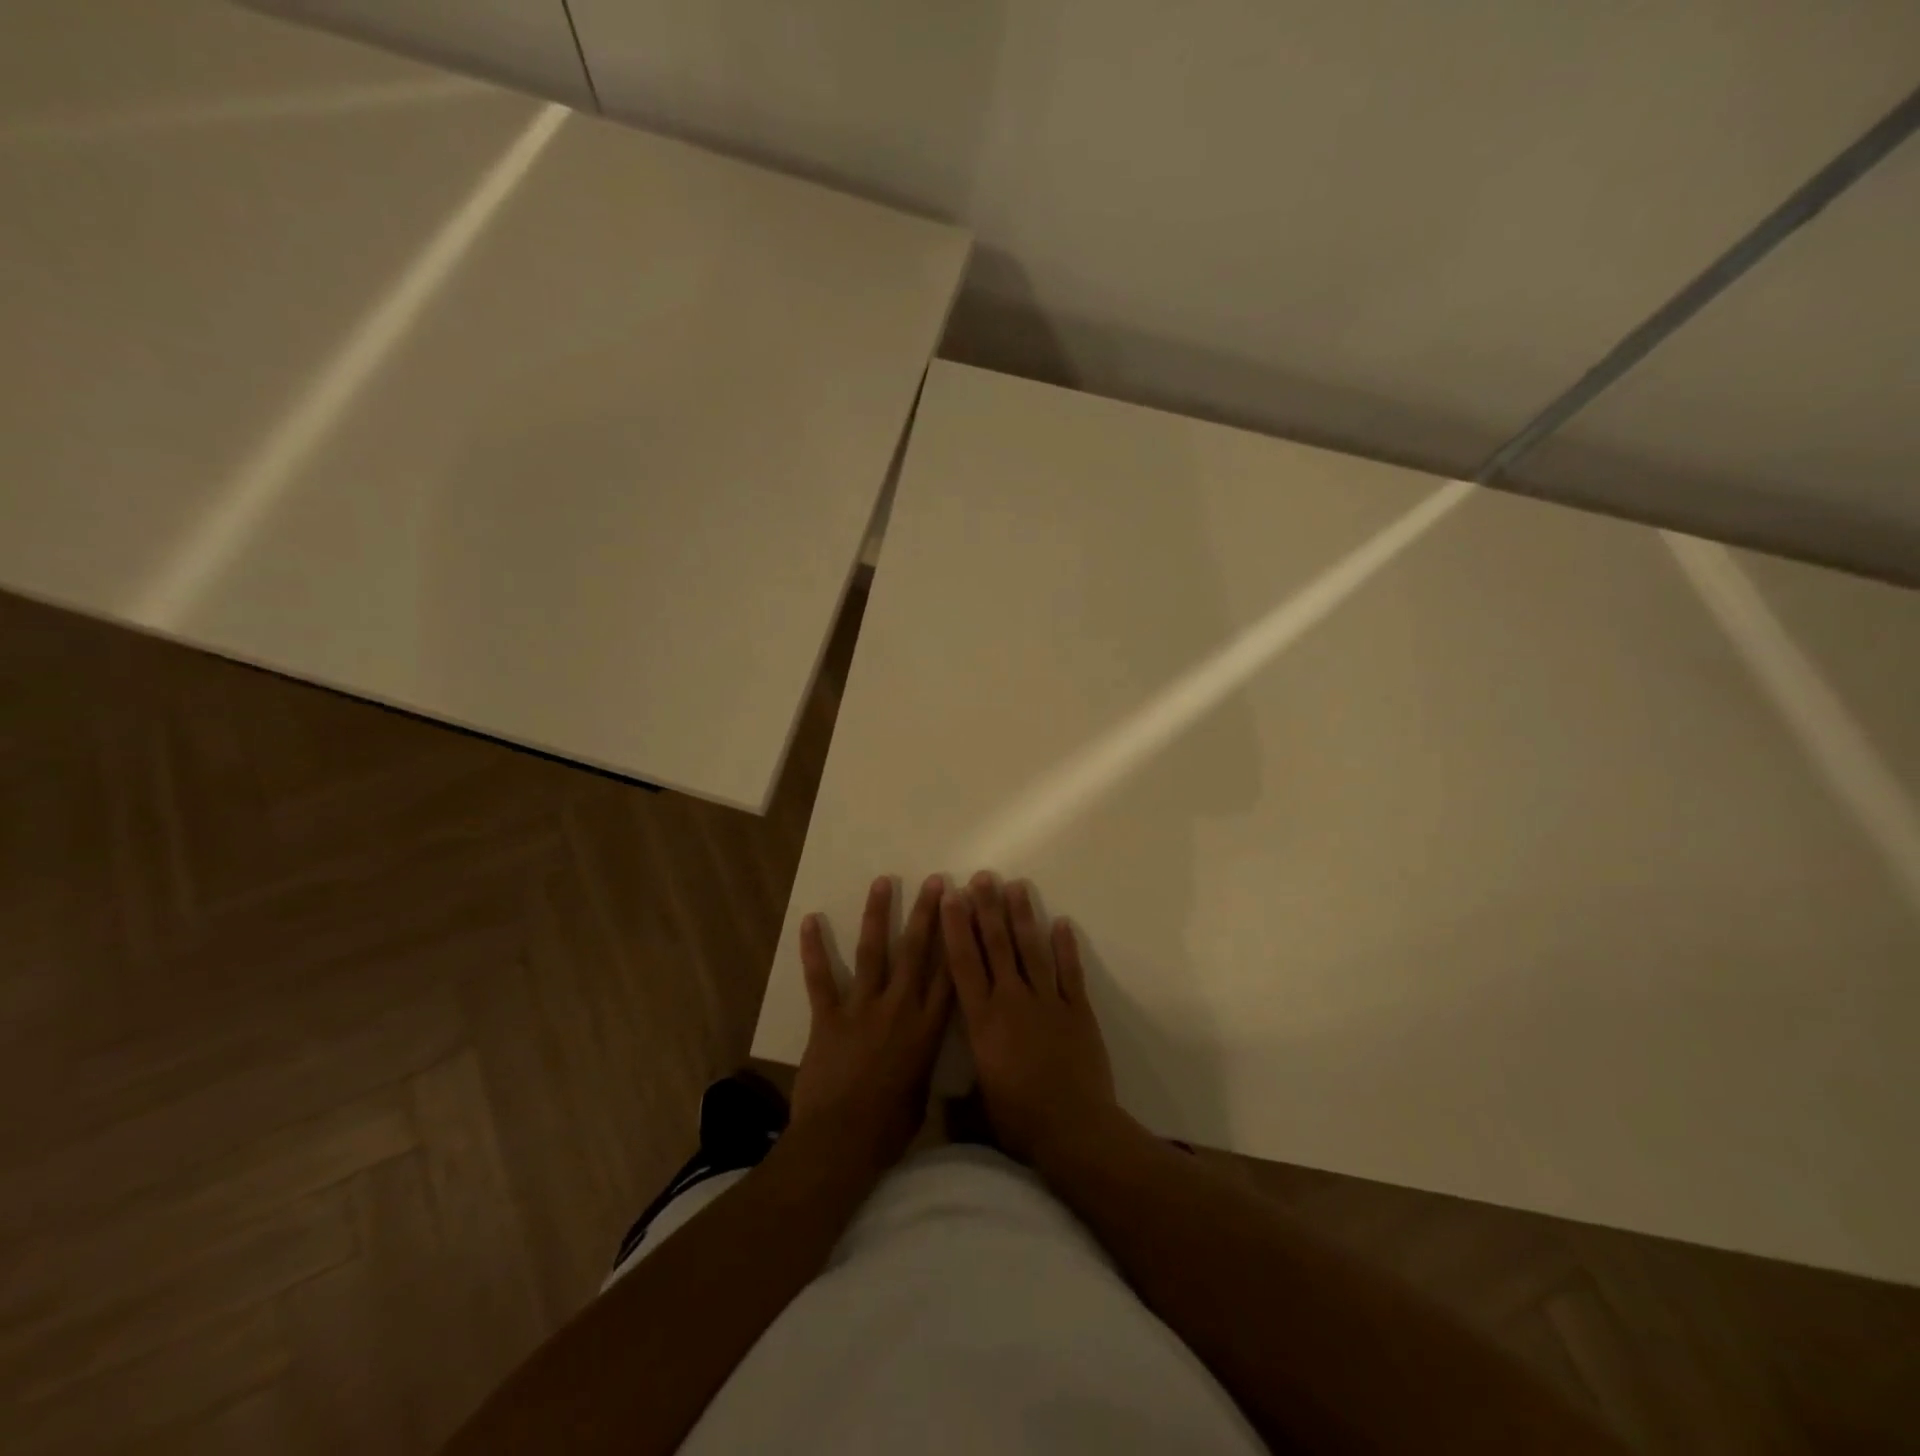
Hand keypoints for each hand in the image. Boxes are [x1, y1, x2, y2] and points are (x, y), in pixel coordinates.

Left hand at [789, 874, 952, 1177]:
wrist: (841, 1142)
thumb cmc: (888, 1129)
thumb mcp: (921, 1095)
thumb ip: (924, 1063)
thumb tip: (926, 1052)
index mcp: (927, 1029)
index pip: (950, 974)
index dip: (959, 938)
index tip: (965, 909)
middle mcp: (899, 1008)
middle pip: (916, 951)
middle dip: (926, 913)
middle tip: (934, 881)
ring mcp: (862, 1008)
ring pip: (873, 951)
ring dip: (878, 914)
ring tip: (882, 882)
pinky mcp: (828, 1016)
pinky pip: (820, 977)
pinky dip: (813, 948)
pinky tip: (810, 920)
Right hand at [942, 872, 1118, 1170]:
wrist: (1075, 1131)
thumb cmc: (1020, 1122)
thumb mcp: (978, 1112)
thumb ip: (958, 1103)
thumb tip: (940, 1107)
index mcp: (983, 1021)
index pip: (964, 964)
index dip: (957, 927)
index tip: (952, 897)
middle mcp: (1012, 1001)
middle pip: (998, 946)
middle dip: (988, 909)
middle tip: (983, 877)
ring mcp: (1048, 1002)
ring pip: (1033, 949)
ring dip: (1023, 916)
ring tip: (1017, 886)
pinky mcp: (1078, 1011)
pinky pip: (1070, 972)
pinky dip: (1066, 946)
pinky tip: (1061, 923)